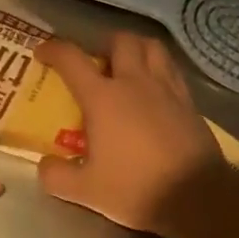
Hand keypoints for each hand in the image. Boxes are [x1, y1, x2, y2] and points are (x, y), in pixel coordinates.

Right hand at [34, 33, 222, 236]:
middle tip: (95, 61)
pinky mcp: (188, 101)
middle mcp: (134, 82)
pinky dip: (159, 68)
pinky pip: (172, 69)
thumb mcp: (86, 191)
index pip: (72, 59)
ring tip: (127, 65)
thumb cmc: (136, 188)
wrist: (196, 196)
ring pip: (152, 47)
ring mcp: (166, 88)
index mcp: (103, 98)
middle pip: (120, 41)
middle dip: (103, 43)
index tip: (42, 52)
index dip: (53, 49)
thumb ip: (57, 176)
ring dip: (136, 48)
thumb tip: (44, 165)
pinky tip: (154, 88)